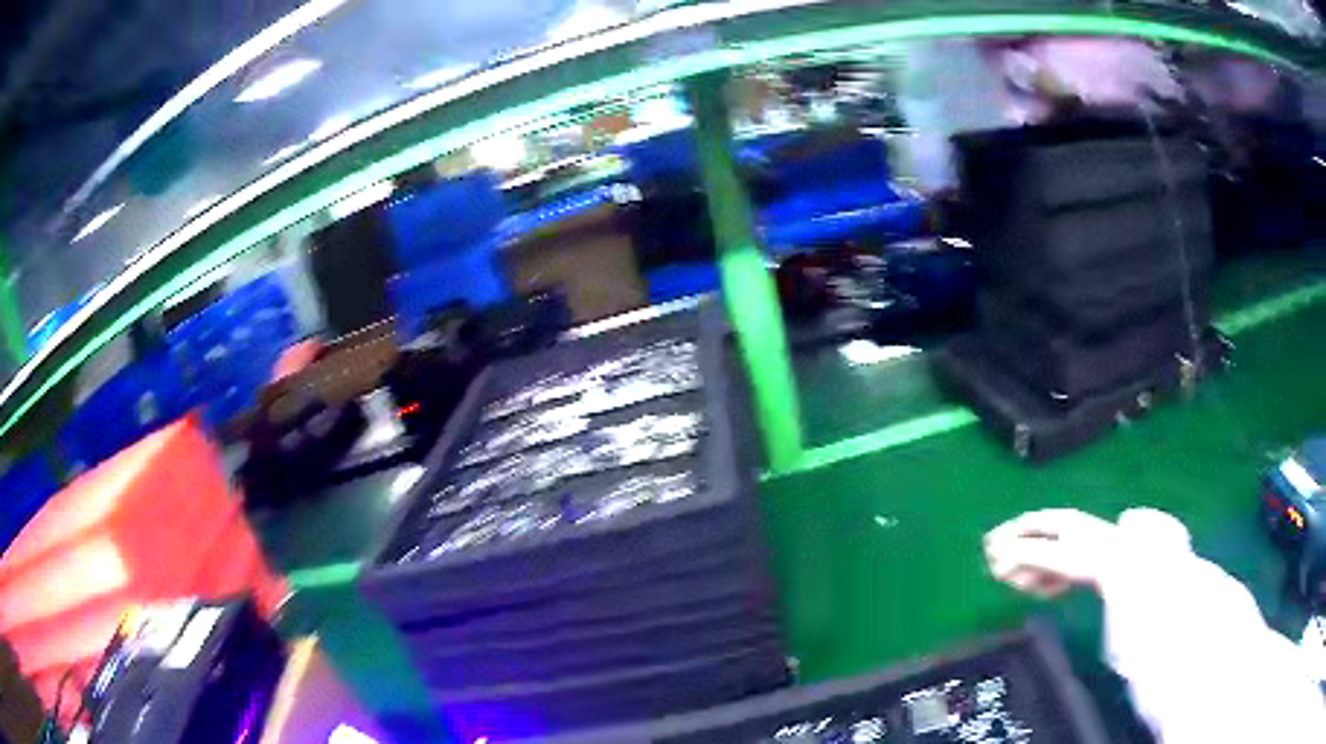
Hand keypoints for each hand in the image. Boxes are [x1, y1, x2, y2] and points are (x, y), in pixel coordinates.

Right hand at [984, 509, 1118, 597]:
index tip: (987, 548)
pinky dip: (1050, 582)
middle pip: (1034, 543)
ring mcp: (1077, 547)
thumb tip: (995, 554)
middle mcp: (1067, 530)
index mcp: (1060, 520)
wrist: (1123, 567)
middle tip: (1001, 578)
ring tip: (1027, 589)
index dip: (1006, 534)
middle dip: (1018, 560)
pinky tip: (1051, 593)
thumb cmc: (1087, 557)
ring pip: (1045, 560)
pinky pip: (1059, 572)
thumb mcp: (1052, 555)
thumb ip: (1024, 554)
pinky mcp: (1084, 564)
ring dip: (1032, 575)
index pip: (1027, 523)